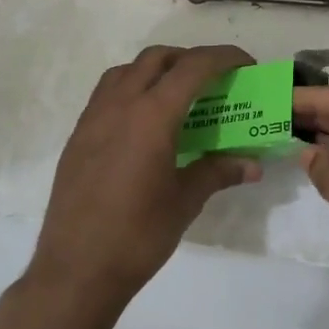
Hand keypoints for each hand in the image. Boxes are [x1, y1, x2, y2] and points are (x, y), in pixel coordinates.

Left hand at [26, 45, 261, 314]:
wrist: (76, 270)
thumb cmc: (138, 235)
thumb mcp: (185, 201)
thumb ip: (218, 172)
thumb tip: (252, 165)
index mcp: (151, 116)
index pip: (193, 67)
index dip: (224, 57)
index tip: (246, 65)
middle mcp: (119, 105)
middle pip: (157, 58)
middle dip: (190, 59)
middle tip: (214, 81)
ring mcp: (93, 118)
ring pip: (127, 71)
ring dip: (157, 70)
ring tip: (178, 96)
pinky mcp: (78, 136)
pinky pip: (107, 94)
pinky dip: (132, 90)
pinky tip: (145, 123)